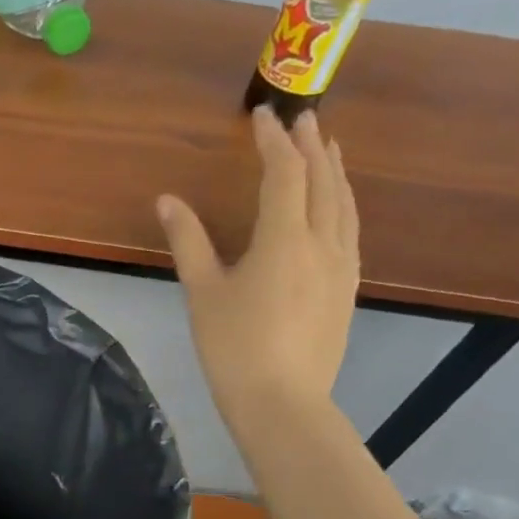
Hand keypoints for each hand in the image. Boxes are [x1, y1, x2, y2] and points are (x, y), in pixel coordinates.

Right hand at [158, 107, 359, 432]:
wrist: (283, 403)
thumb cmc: (234, 346)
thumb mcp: (203, 292)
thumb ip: (188, 241)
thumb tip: (167, 200)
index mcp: (284, 239)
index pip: (284, 173)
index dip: (274, 141)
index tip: (262, 115)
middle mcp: (322, 244)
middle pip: (324, 182)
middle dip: (312, 147)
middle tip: (303, 119)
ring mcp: (342, 268)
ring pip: (345, 206)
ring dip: (335, 172)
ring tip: (328, 150)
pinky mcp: (348, 290)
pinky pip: (351, 232)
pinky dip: (343, 205)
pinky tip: (337, 208)